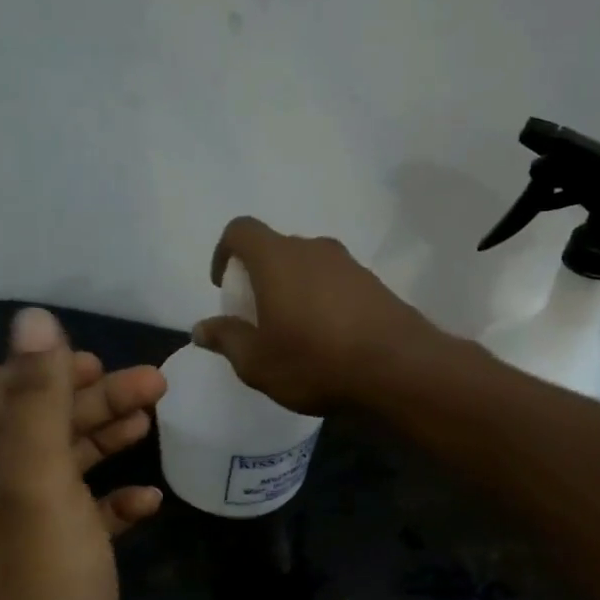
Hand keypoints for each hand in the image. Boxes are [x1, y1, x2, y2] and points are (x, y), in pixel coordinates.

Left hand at [0, 308, 166, 599]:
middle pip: (37, 426)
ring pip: (64, 468)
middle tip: (156, 385)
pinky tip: (149, 500)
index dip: (44, 369)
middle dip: (92, 400)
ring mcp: (21, 537)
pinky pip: (85, 517)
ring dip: (106, 440)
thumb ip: (38, 399)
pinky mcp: (57, 569)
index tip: (100, 361)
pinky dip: (115, 500)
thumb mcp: (37, 484)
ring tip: (154, 423)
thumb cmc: (41, 588)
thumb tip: (32, 318)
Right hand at [190, 217, 439, 413]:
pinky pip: (336, 283)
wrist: (398, 369)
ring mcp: (349, 264)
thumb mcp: (258, 362)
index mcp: (277, 258)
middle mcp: (314, 249)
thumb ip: (227, 340)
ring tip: (294, 331)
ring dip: (294, 289)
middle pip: (276, 248)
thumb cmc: (315, 362)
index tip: (223, 284)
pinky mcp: (375, 284)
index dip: (224, 251)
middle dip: (260, 276)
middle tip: (257, 316)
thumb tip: (201, 329)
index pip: (241, 230)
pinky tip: (329, 338)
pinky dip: (323, 300)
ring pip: (309, 266)